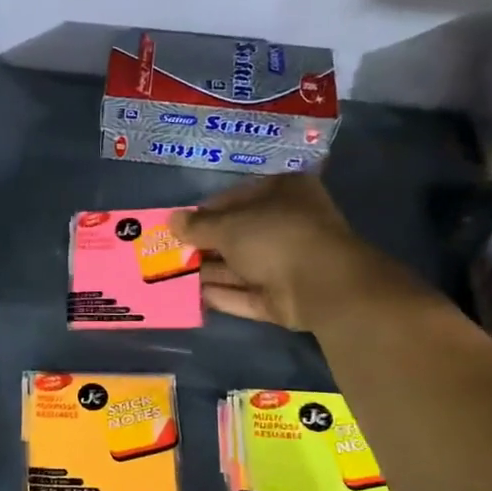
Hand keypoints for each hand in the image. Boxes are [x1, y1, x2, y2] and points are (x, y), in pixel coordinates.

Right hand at [170, 175, 411, 328]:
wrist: (321, 285)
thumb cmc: (274, 237)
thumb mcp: (229, 225)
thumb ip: (198, 225)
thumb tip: (171, 220)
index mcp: (283, 193)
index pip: (237, 198)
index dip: (205, 212)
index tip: (179, 226)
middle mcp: (288, 225)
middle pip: (238, 235)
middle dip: (204, 246)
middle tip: (170, 254)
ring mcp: (288, 263)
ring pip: (241, 266)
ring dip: (208, 272)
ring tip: (170, 276)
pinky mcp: (284, 297)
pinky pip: (247, 293)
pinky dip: (222, 294)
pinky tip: (190, 297)